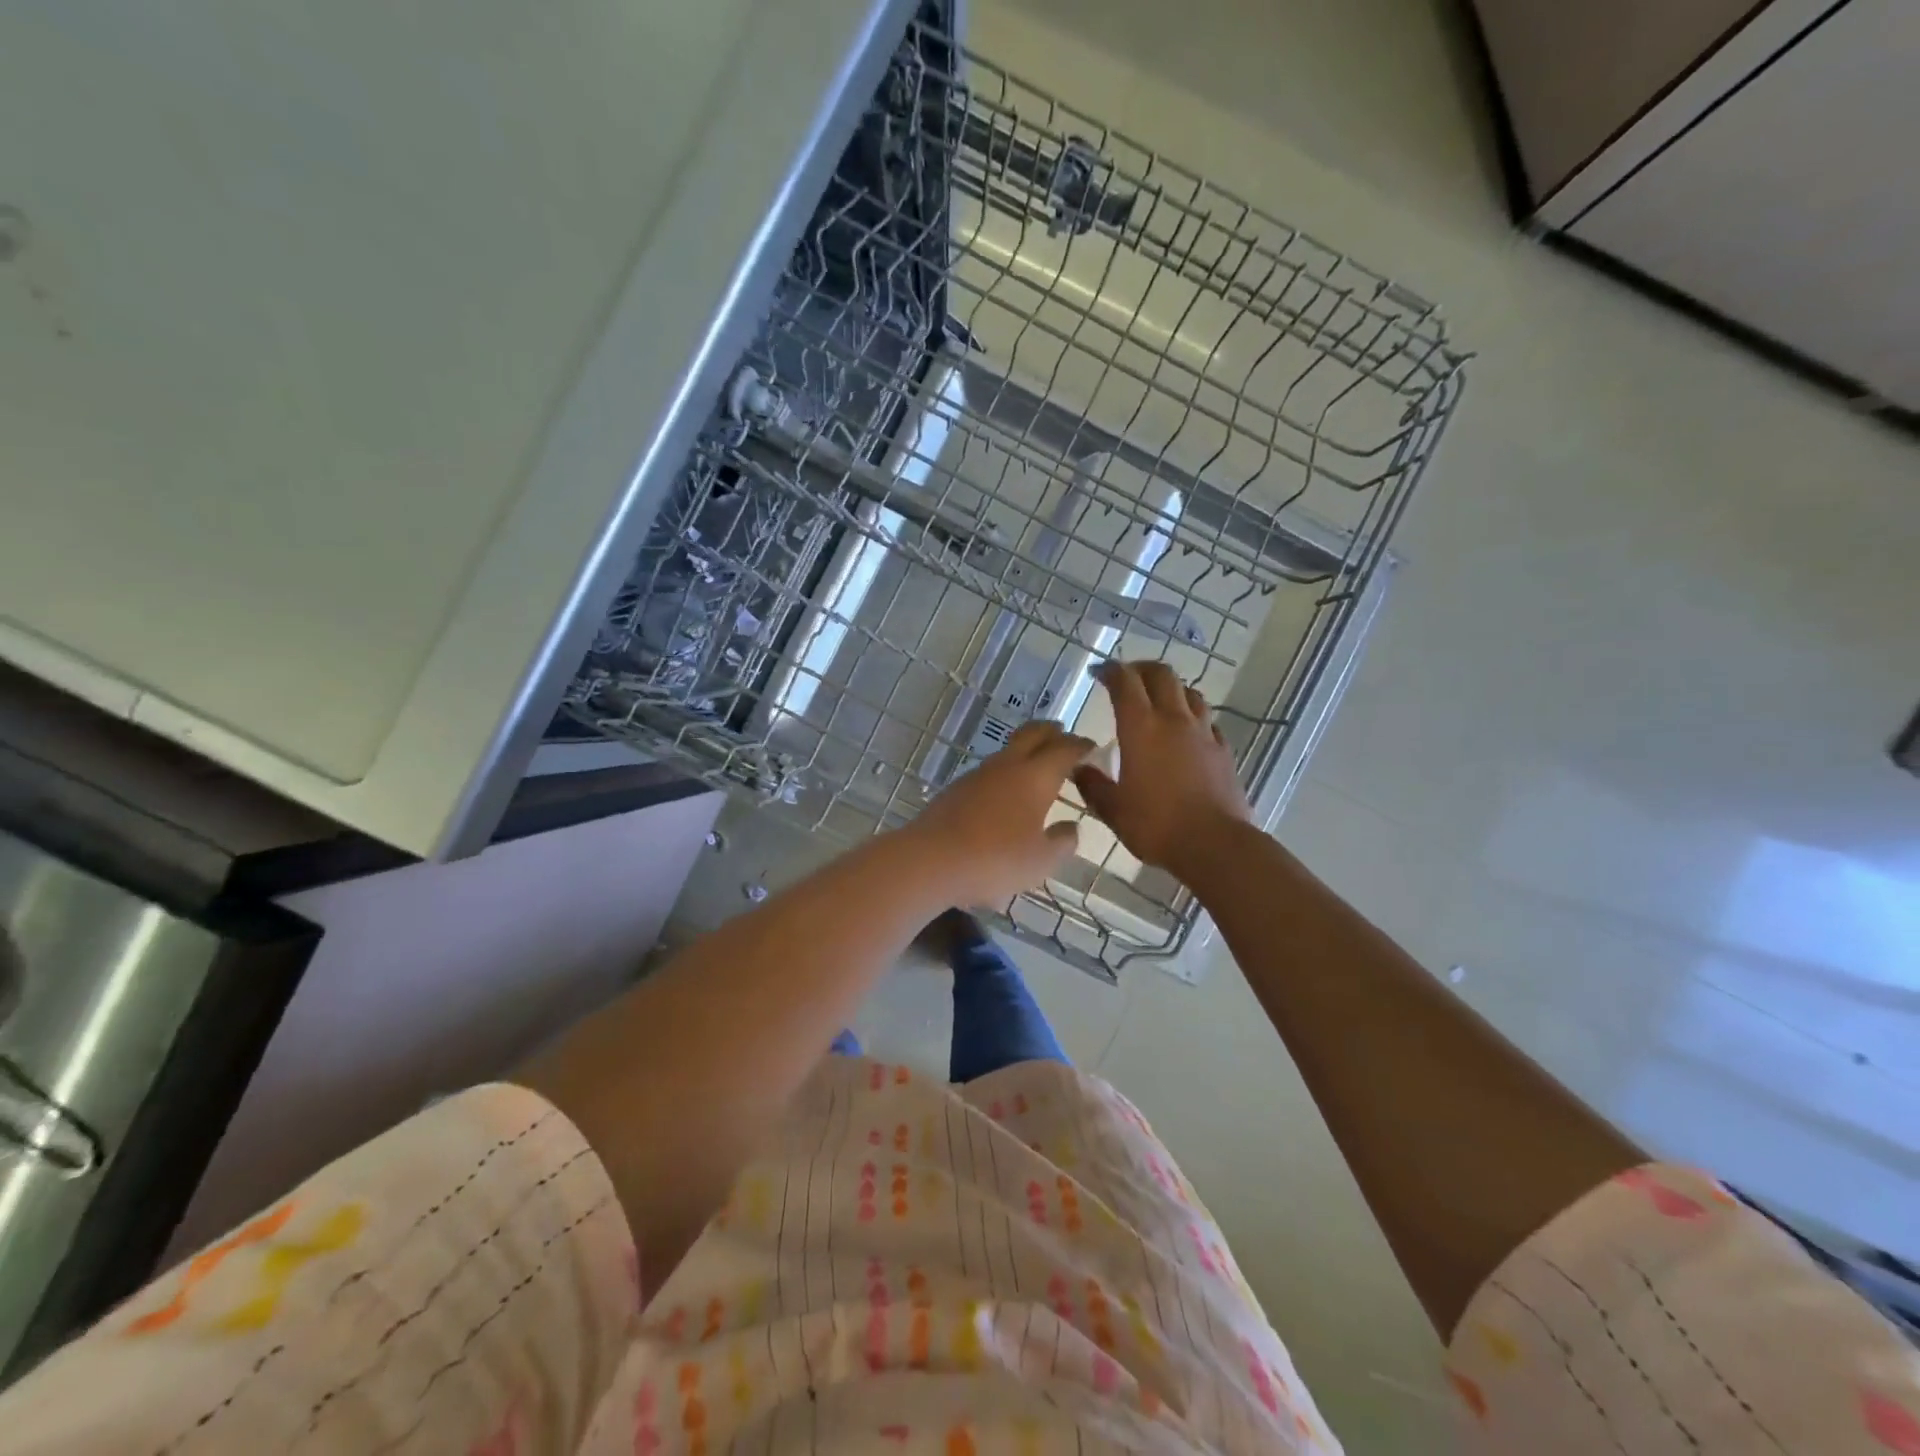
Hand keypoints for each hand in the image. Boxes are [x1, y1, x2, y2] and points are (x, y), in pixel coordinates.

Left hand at [901, 721, 1092, 907]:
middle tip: (1064, 736)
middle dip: (1052, 732)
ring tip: (1038, 765)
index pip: (1065, 749)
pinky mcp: (956, 789)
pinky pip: (990, 771)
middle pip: (1033, 734)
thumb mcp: (1041, 861)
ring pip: (1008, 751)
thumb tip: (1071, 828)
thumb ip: (1063, 842)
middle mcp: (1007, 765)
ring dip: (1026, 750)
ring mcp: (978, 774)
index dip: (1081, 746)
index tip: (1092, 747)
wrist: (929, 860)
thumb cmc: (995, 860)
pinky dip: (1006, 772)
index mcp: (1035, 776)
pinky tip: (1006, 792)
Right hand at [1074, 661, 1250, 878]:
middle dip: (1142, 669)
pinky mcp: (1224, 750)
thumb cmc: (1155, 825)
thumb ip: (1092, 784)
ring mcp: (1203, 733)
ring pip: (1190, 693)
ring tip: (1159, 701)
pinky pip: (1208, 721)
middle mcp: (1173, 720)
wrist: (1214, 844)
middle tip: (1128, 679)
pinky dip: (1194, 717)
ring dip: (1171, 689)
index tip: (1099, 673)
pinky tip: (1188, 732)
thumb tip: (1078, 769)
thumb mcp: (1112, 809)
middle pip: (1162, 675)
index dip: (1111, 671)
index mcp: (1141, 727)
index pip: (1125, 682)